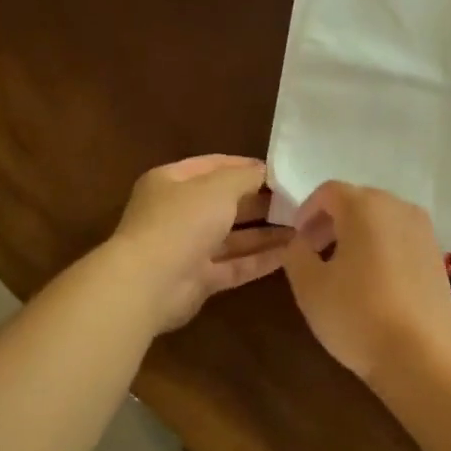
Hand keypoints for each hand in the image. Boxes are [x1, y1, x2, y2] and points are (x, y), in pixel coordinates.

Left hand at [109, 156, 290, 332]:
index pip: (212, 166)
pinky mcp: (198, 279)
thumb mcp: (218, 187)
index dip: (245, 166)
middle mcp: (177, 213)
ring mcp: (187, 248)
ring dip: (265, 233)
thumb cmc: (182, 221)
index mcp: (171, 182)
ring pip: (232, 237)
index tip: (280, 171)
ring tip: (301, 227)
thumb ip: (245, 176)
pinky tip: (291, 253)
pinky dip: (260, 259)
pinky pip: (235, 265)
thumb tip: (264, 171)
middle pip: (224, 203)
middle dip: (259, 202)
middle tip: (296, 200)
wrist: (149, 284)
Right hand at [283, 182, 450, 382]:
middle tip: (316, 253)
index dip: (307, 211)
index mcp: (365, 206)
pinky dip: (383, 247)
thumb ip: (296, 253)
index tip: (298, 240)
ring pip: (382, 219)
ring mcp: (424, 230)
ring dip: (359, 235)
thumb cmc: (357, 314)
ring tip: (344, 270)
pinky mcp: (438, 254)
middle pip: (358, 201)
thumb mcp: (309, 286)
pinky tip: (375, 282)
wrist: (422, 354)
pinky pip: (401, 238)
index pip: (329, 191)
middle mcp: (399, 207)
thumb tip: (301, 240)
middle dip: (332, 222)